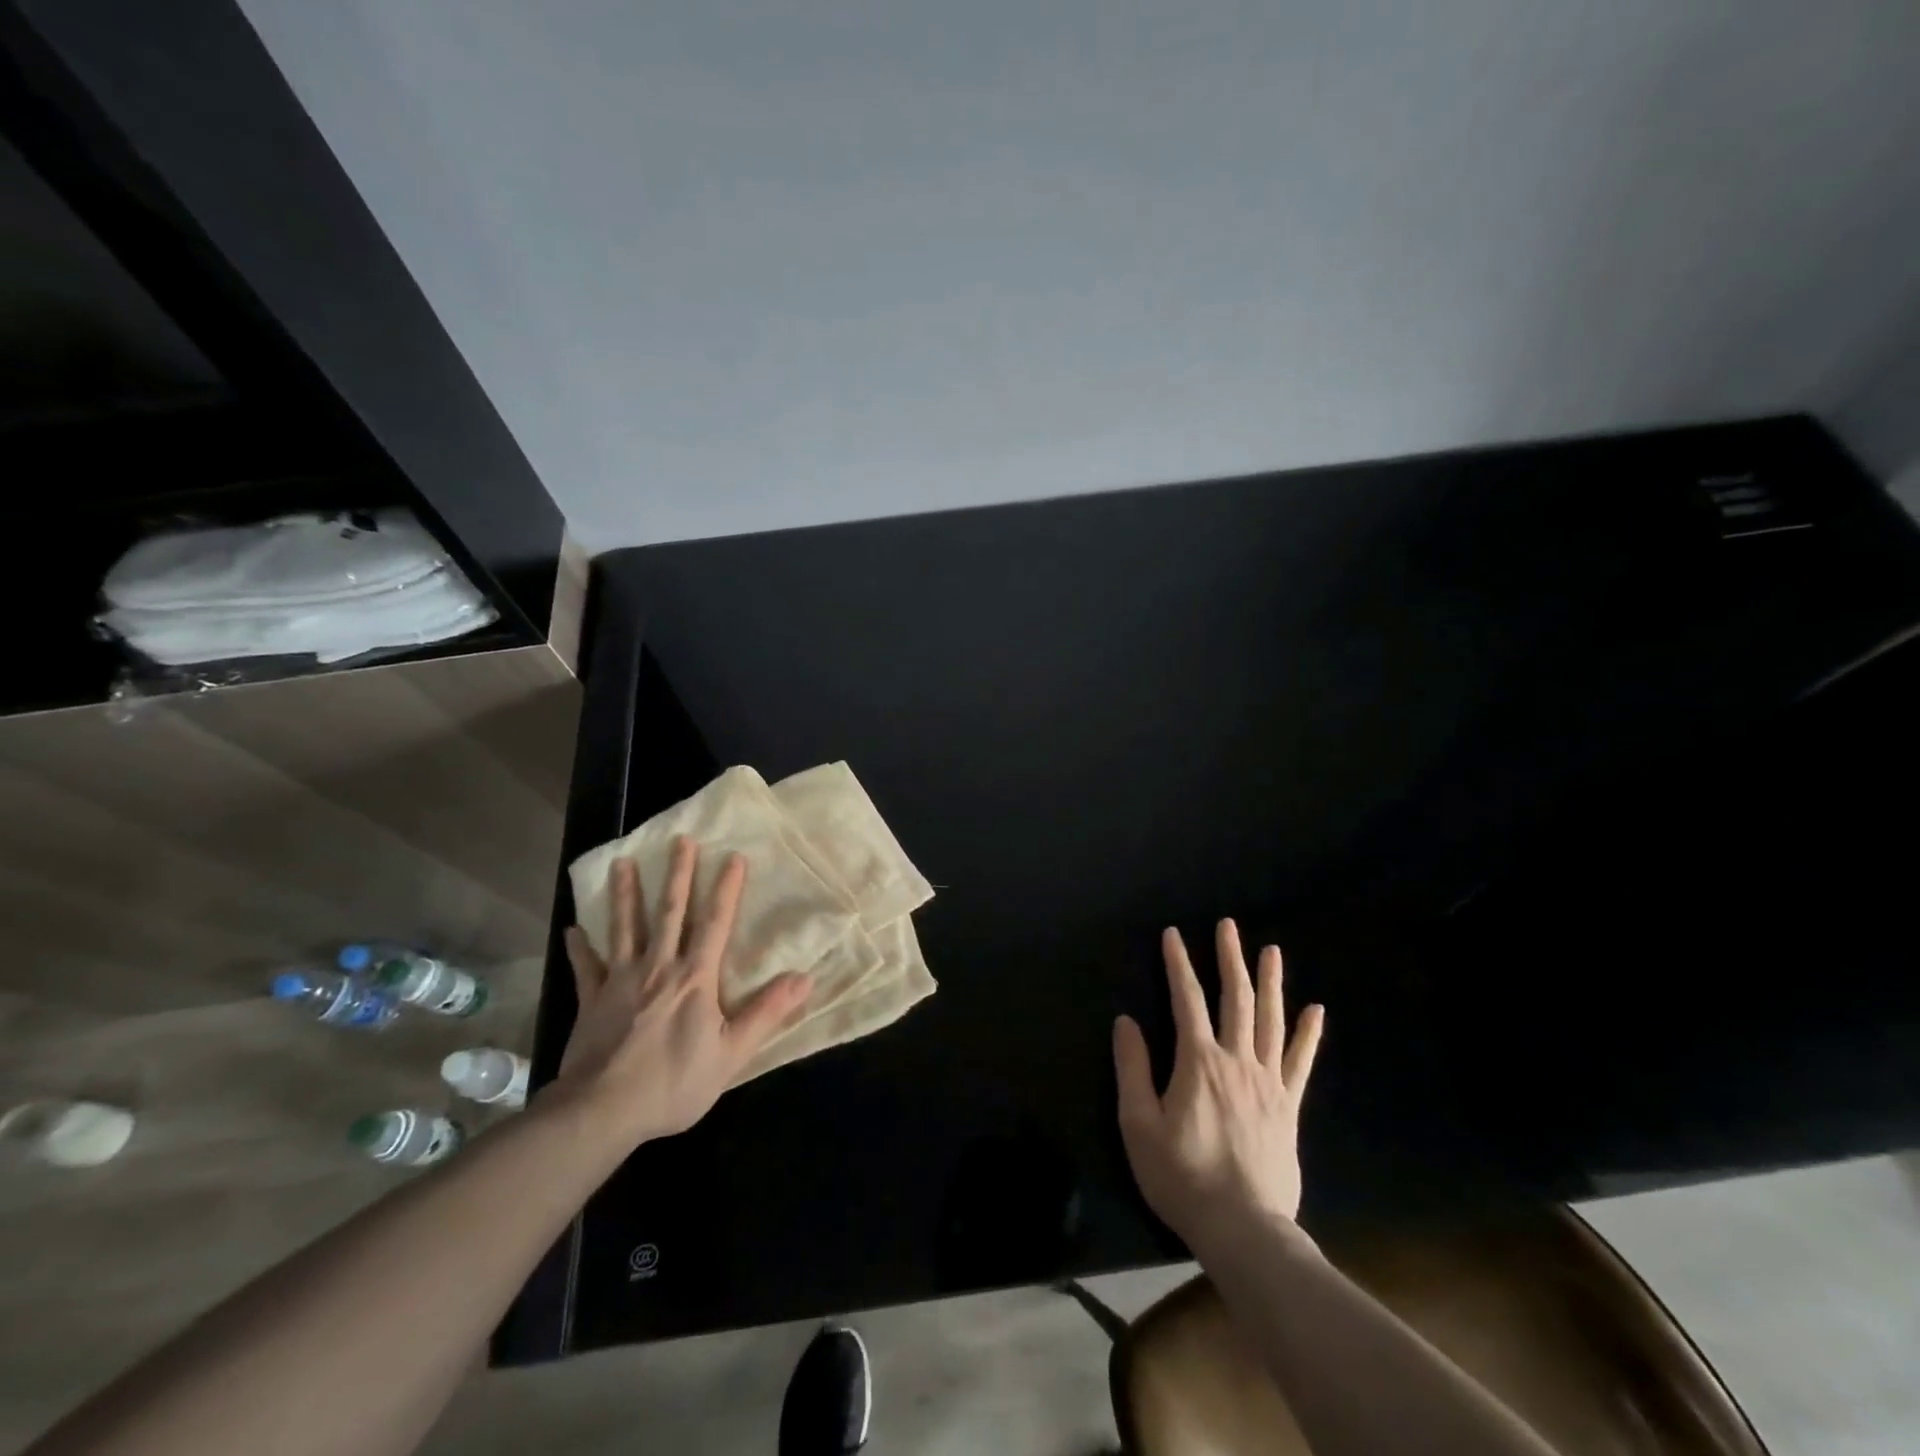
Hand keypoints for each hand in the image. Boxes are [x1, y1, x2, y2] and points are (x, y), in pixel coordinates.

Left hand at [554, 837, 810, 1147]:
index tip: (733, 856)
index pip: (715, 924)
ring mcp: (620, 981)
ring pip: (625, 928)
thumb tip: (805, 978)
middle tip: (680, 840)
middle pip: (670, 913)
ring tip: (622, 862)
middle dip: (678, 875)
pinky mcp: (592, 1001)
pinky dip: (580, 947)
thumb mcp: (732, 1053)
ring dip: (626, 894)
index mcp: (695, 977)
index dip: (726, 889)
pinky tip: (573, 930)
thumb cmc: (673, 1082)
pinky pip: (586, 968)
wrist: (601, 1112)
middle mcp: (658, 967)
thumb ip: (767, 1013)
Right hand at [1114, 921, 1324, 1254]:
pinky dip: (1308, 1034)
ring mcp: (1268, 1082)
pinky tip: (1315, 1010)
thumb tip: (1126, 1021)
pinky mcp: (1289, 1106)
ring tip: (1271, 950)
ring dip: (1270, 982)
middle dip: (1229, 959)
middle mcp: (1236, 1060)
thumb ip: (1132, 1069)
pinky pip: (1300, 1062)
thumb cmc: (1182, 1176)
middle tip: (1229, 926)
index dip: (1178, 964)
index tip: (1173, 934)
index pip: (1187, 999)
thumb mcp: (1138, 1124)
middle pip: (1236, 998)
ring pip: (1270, 1020)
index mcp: (1198, 1061)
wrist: (1243, 1228)